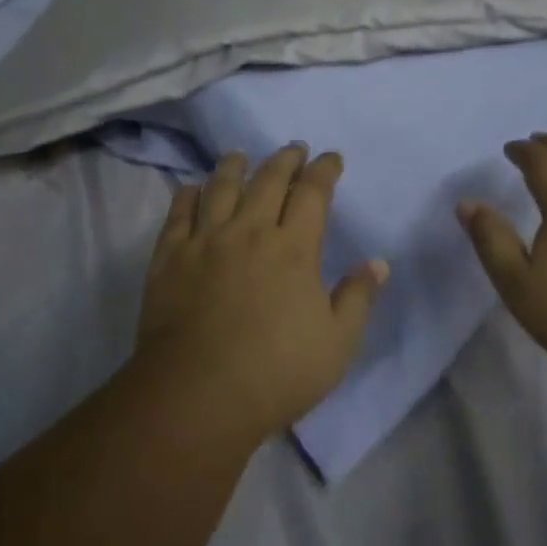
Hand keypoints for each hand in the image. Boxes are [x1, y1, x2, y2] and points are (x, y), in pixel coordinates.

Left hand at [136, 145, 386, 439]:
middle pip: (268, 180)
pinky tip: (191, 187)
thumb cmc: (277, 372)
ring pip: (221, 188)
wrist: (197, 397)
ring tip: (240, 154)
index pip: (313, 193)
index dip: (324, 170)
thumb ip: (358, 298)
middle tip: (294, 148)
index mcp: (294, 248)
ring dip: (234, 166)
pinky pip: (178, 215)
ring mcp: (205, 242)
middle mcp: (250, 231)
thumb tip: (377, 262)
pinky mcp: (169, 259)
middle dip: (285, 159)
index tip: (331, 158)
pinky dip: (187, 196)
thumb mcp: (337, 343)